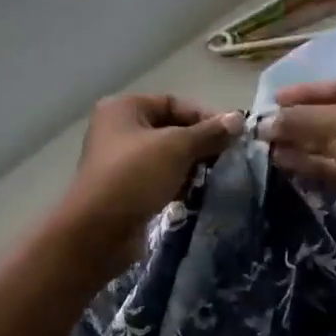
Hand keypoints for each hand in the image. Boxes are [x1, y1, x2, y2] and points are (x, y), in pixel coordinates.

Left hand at [60, 95, 243, 267]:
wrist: (97, 232)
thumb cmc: (135, 176)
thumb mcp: (177, 148)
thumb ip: (209, 133)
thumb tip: (238, 119)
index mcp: (123, 109)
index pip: (173, 103)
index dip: (204, 116)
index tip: (231, 135)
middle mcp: (118, 130)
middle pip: (170, 129)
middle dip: (199, 143)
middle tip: (226, 157)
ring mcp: (119, 161)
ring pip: (165, 156)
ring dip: (190, 165)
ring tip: (213, 177)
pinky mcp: (124, 189)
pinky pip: (158, 178)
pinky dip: (176, 183)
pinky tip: (193, 194)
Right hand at [259, 80, 335, 258]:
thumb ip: (301, 119)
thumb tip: (266, 123)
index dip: (307, 93)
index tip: (275, 101)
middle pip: (334, 116)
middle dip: (300, 121)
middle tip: (265, 127)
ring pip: (331, 144)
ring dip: (300, 143)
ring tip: (266, 146)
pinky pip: (334, 167)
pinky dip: (310, 163)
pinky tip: (282, 163)